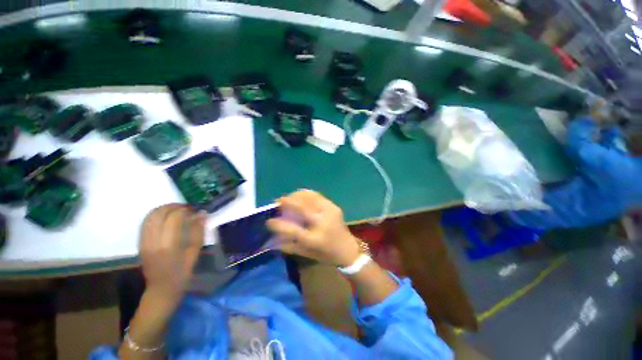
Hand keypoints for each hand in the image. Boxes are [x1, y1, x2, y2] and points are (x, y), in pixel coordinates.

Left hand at [139, 204, 204, 304]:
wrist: (161, 288)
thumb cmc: (182, 272)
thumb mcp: (195, 252)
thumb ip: (198, 232)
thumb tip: (201, 214)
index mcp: (168, 245)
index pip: (174, 218)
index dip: (185, 210)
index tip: (194, 210)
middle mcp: (153, 241)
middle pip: (159, 214)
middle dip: (173, 206)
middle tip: (186, 207)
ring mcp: (144, 242)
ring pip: (150, 216)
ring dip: (163, 209)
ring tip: (176, 210)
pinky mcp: (140, 243)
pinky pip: (146, 223)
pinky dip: (156, 216)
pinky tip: (166, 217)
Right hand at [267, 190, 360, 266]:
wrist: (347, 249)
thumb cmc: (325, 254)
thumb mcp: (306, 254)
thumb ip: (288, 245)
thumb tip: (272, 238)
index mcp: (315, 239)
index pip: (292, 229)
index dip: (278, 224)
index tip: (269, 221)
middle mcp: (322, 223)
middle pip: (302, 207)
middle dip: (287, 201)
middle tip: (277, 201)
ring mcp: (329, 212)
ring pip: (310, 197)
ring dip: (296, 195)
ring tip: (288, 198)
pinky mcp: (333, 206)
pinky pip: (317, 195)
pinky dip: (306, 194)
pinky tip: (300, 196)